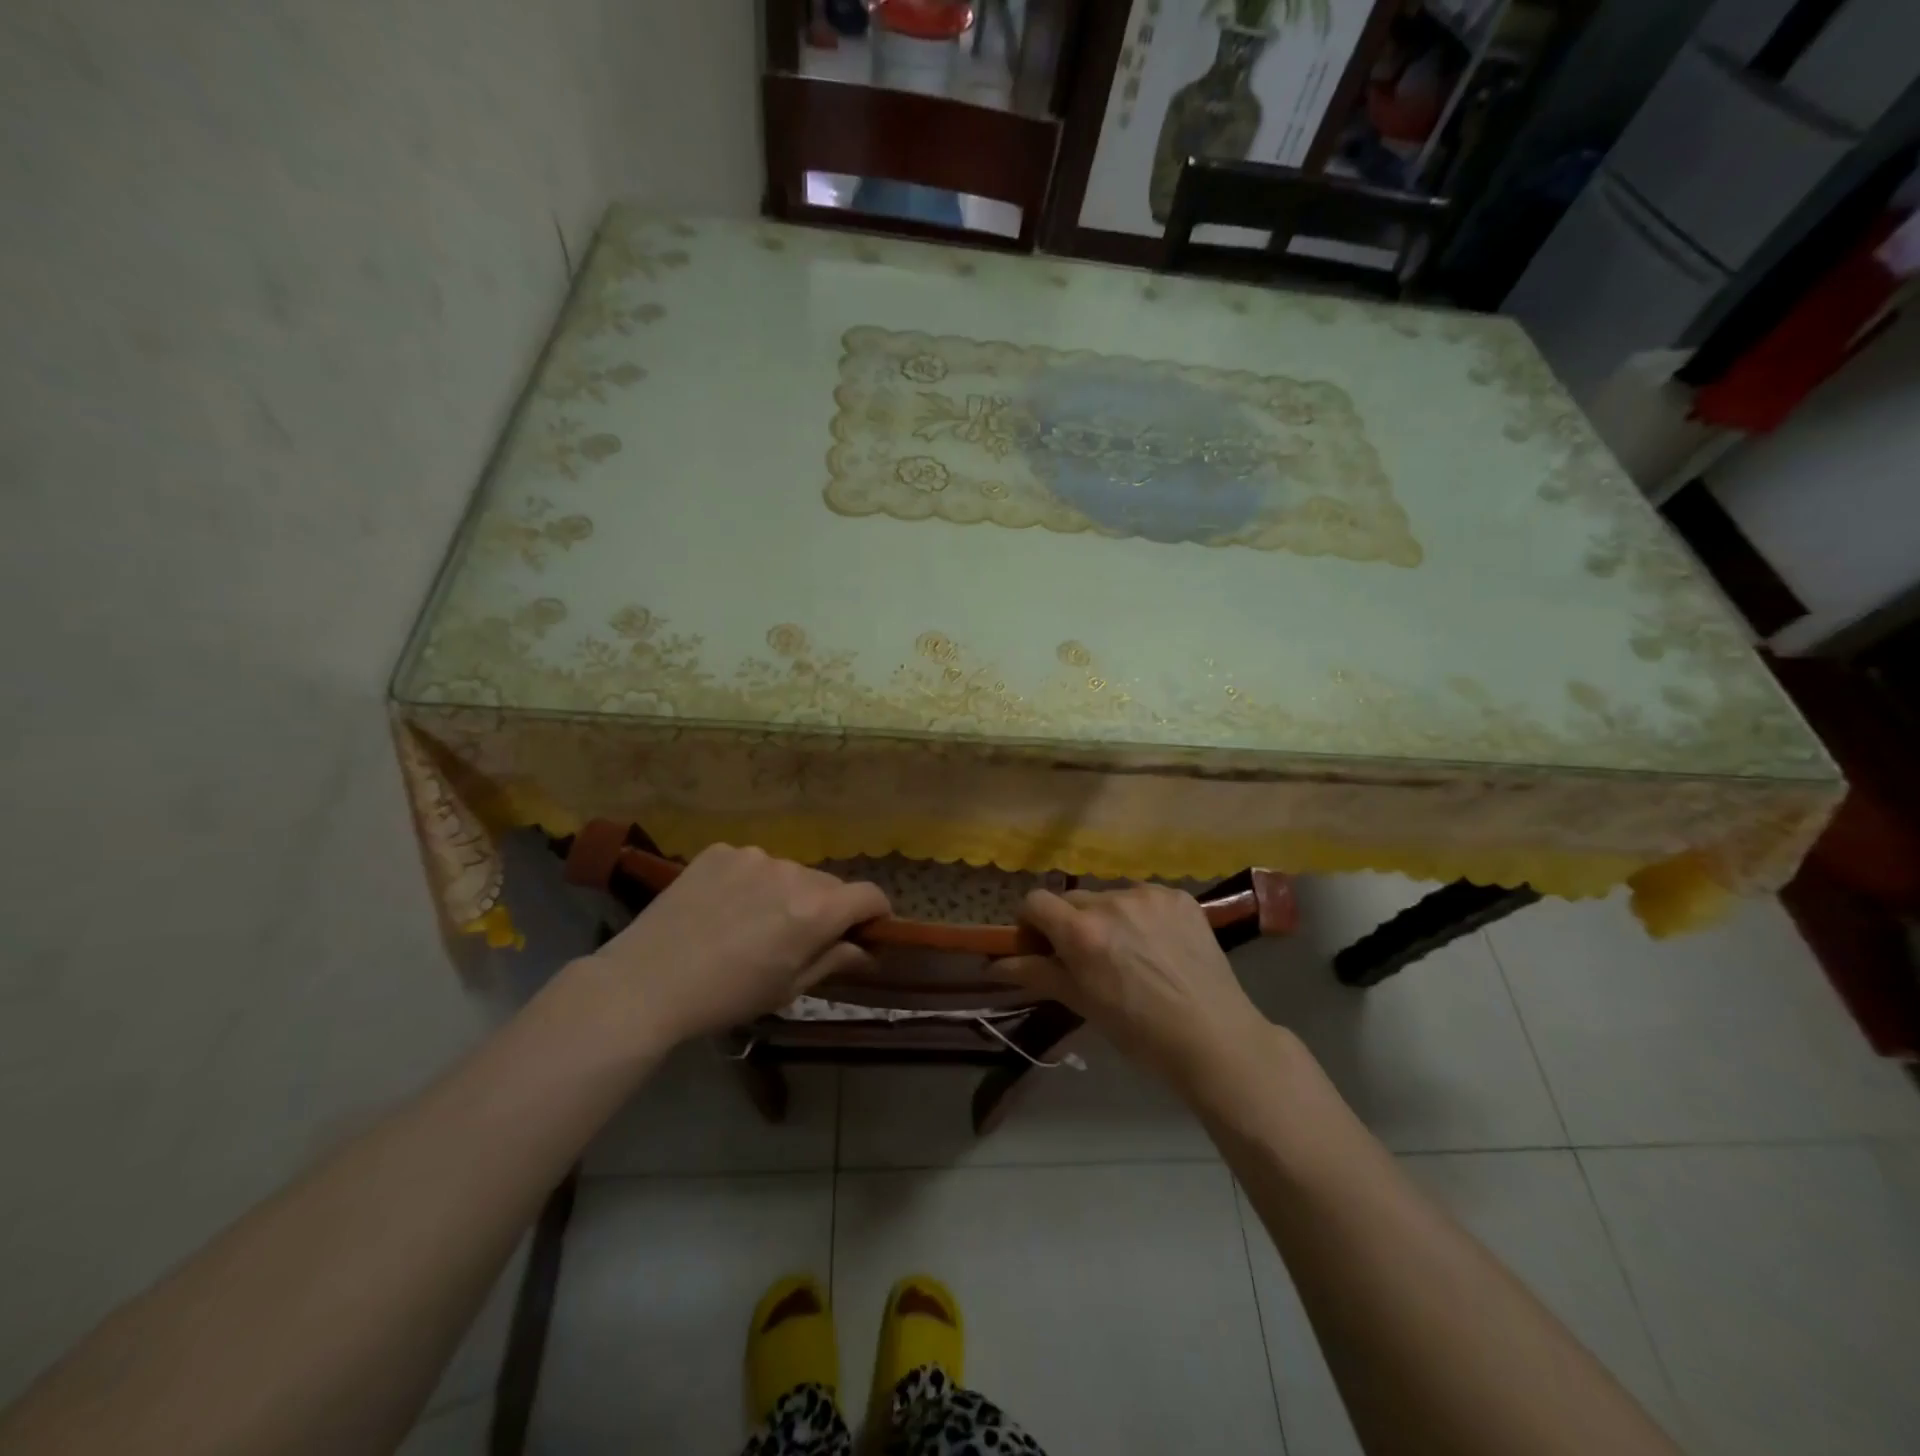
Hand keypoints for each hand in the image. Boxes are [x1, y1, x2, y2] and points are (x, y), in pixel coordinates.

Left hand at [577, 844, 889, 1047]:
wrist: (646, 982)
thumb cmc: (726, 996)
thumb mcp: (787, 989)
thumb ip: (832, 960)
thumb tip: (866, 950)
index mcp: (816, 911)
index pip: (869, 896)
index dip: (875, 913)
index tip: (866, 931)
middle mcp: (792, 872)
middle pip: (828, 885)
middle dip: (826, 908)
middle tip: (798, 937)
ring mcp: (753, 856)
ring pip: (788, 872)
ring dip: (785, 892)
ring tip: (751, 922)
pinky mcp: (720, 851)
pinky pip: (751, 864)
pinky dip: (749, 882)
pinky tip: (721, 908)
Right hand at [995, 885, 1272, 1089]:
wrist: (1214, 1038)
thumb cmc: (1139, 1031)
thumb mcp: (1082, 1003)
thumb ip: (1036, 974)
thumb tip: (992, 964)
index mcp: (1081, 931)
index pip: (1035, 901)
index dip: (1031, 922)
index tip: (1041, 946)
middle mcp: (1111, 901)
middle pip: (1072, 898)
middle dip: (1070, 922)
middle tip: (1087, 956)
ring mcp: (1149, 895)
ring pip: (1110, 896)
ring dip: (1108, 916)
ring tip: (1131, 952)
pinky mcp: (1179, 896)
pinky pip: (1145, 897)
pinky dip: (1142, 915)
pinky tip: (1159, 945)